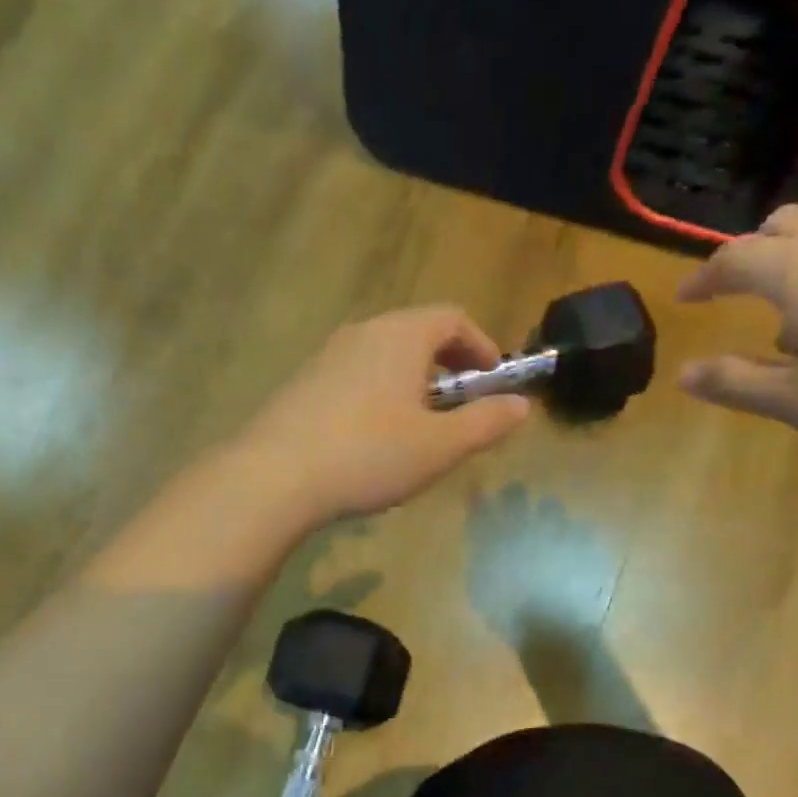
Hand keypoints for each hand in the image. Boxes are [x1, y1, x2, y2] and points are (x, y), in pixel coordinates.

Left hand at [232, 307, 529, 521]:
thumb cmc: (369, 455)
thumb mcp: (440, 446)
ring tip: (420, 430)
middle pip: (417, 336)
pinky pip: (355, 379)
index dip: (482, 347)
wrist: (275, 476)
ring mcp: (326, 357)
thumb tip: (522, 406)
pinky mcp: (302, 385)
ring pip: (384, 359)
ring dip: (412, 385)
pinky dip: (379, 397)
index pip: (454, 319)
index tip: (495, 383)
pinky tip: (373, 443)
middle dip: (448, 368)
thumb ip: (486, 423)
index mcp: (401, 335)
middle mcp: (362, 333)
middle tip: (461, 410)